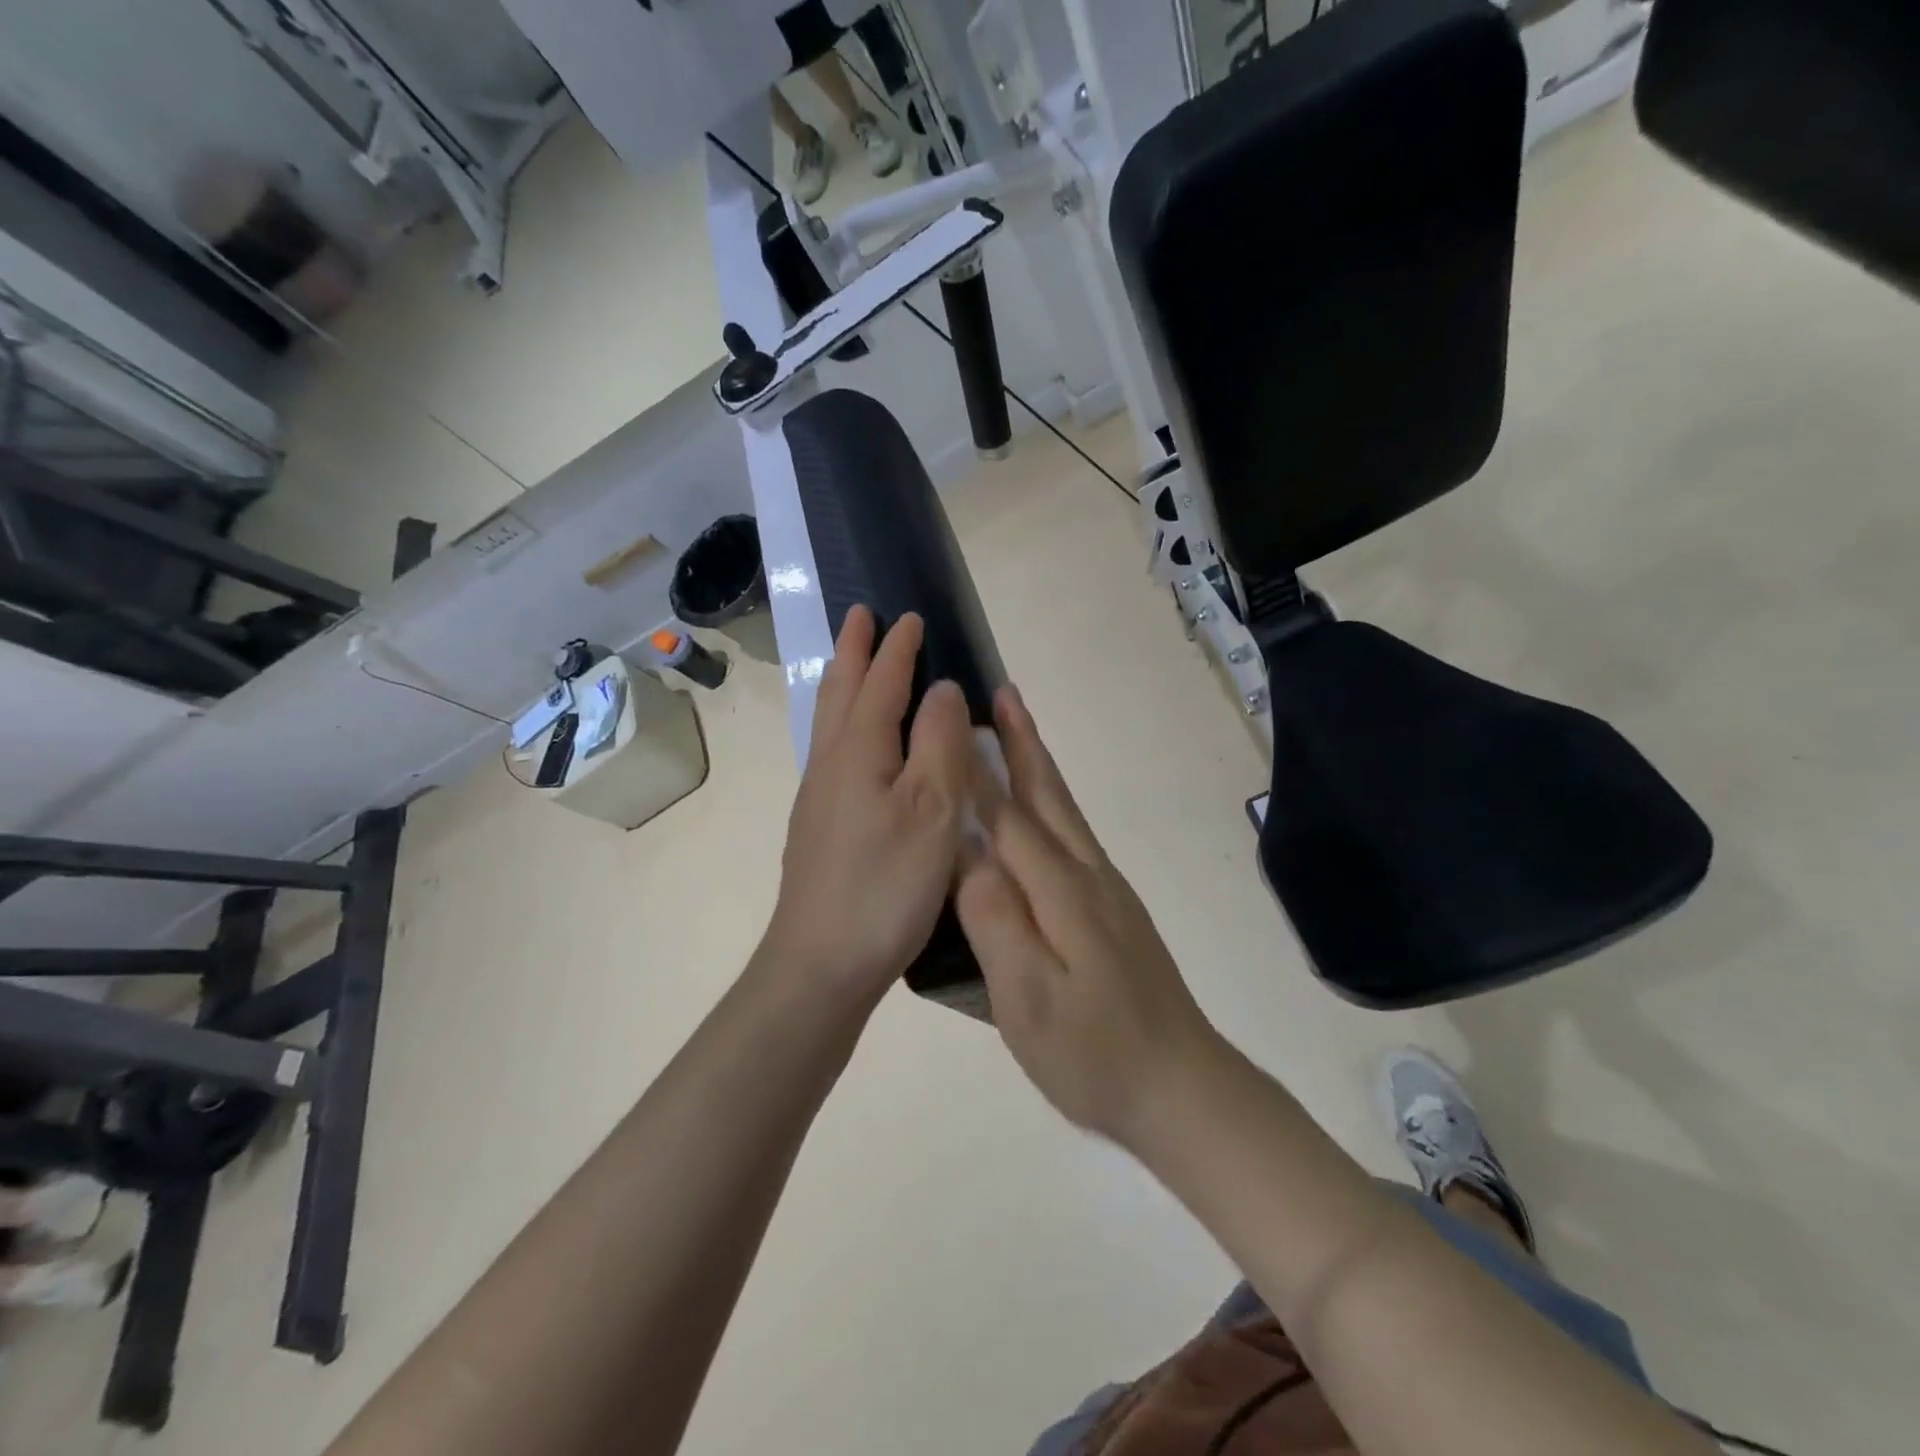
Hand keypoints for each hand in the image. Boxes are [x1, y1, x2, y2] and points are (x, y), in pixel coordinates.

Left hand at [760, 606, 974, 1015]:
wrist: (820, 963)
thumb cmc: (885, 885)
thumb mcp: (931, 810)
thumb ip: (939, 743)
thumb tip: (942, 689)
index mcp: (860, 750)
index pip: (882, 682)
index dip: (898, 649)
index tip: (909, 616)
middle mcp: (831, 763)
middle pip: (841, 691)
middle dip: (855, 650)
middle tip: (860, 615)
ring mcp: (819, 796)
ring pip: (829, 720)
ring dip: (843, 682)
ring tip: (851, 661)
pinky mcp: (819, 825)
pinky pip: (831, 749)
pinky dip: (842, 721)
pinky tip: (851, 741)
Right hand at [956, 685, 1222, 1146]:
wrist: (1182, 1088)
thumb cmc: (1094, 1053)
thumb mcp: (1029, 1001)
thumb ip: (996, 923)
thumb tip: (966, 856)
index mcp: (1062, 892)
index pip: (1008, 818)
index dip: (976, 771)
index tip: (953, 721)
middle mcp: (1088, 876)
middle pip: (1049, 797)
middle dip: (1023, 743)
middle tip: (1002, 693)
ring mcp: (1109, 892)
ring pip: (1066, 813)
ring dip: (1040, 767)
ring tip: (1018, 733)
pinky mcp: (1117, 911)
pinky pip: (1075, 838)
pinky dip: (1054, 805)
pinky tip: (1043, 813)